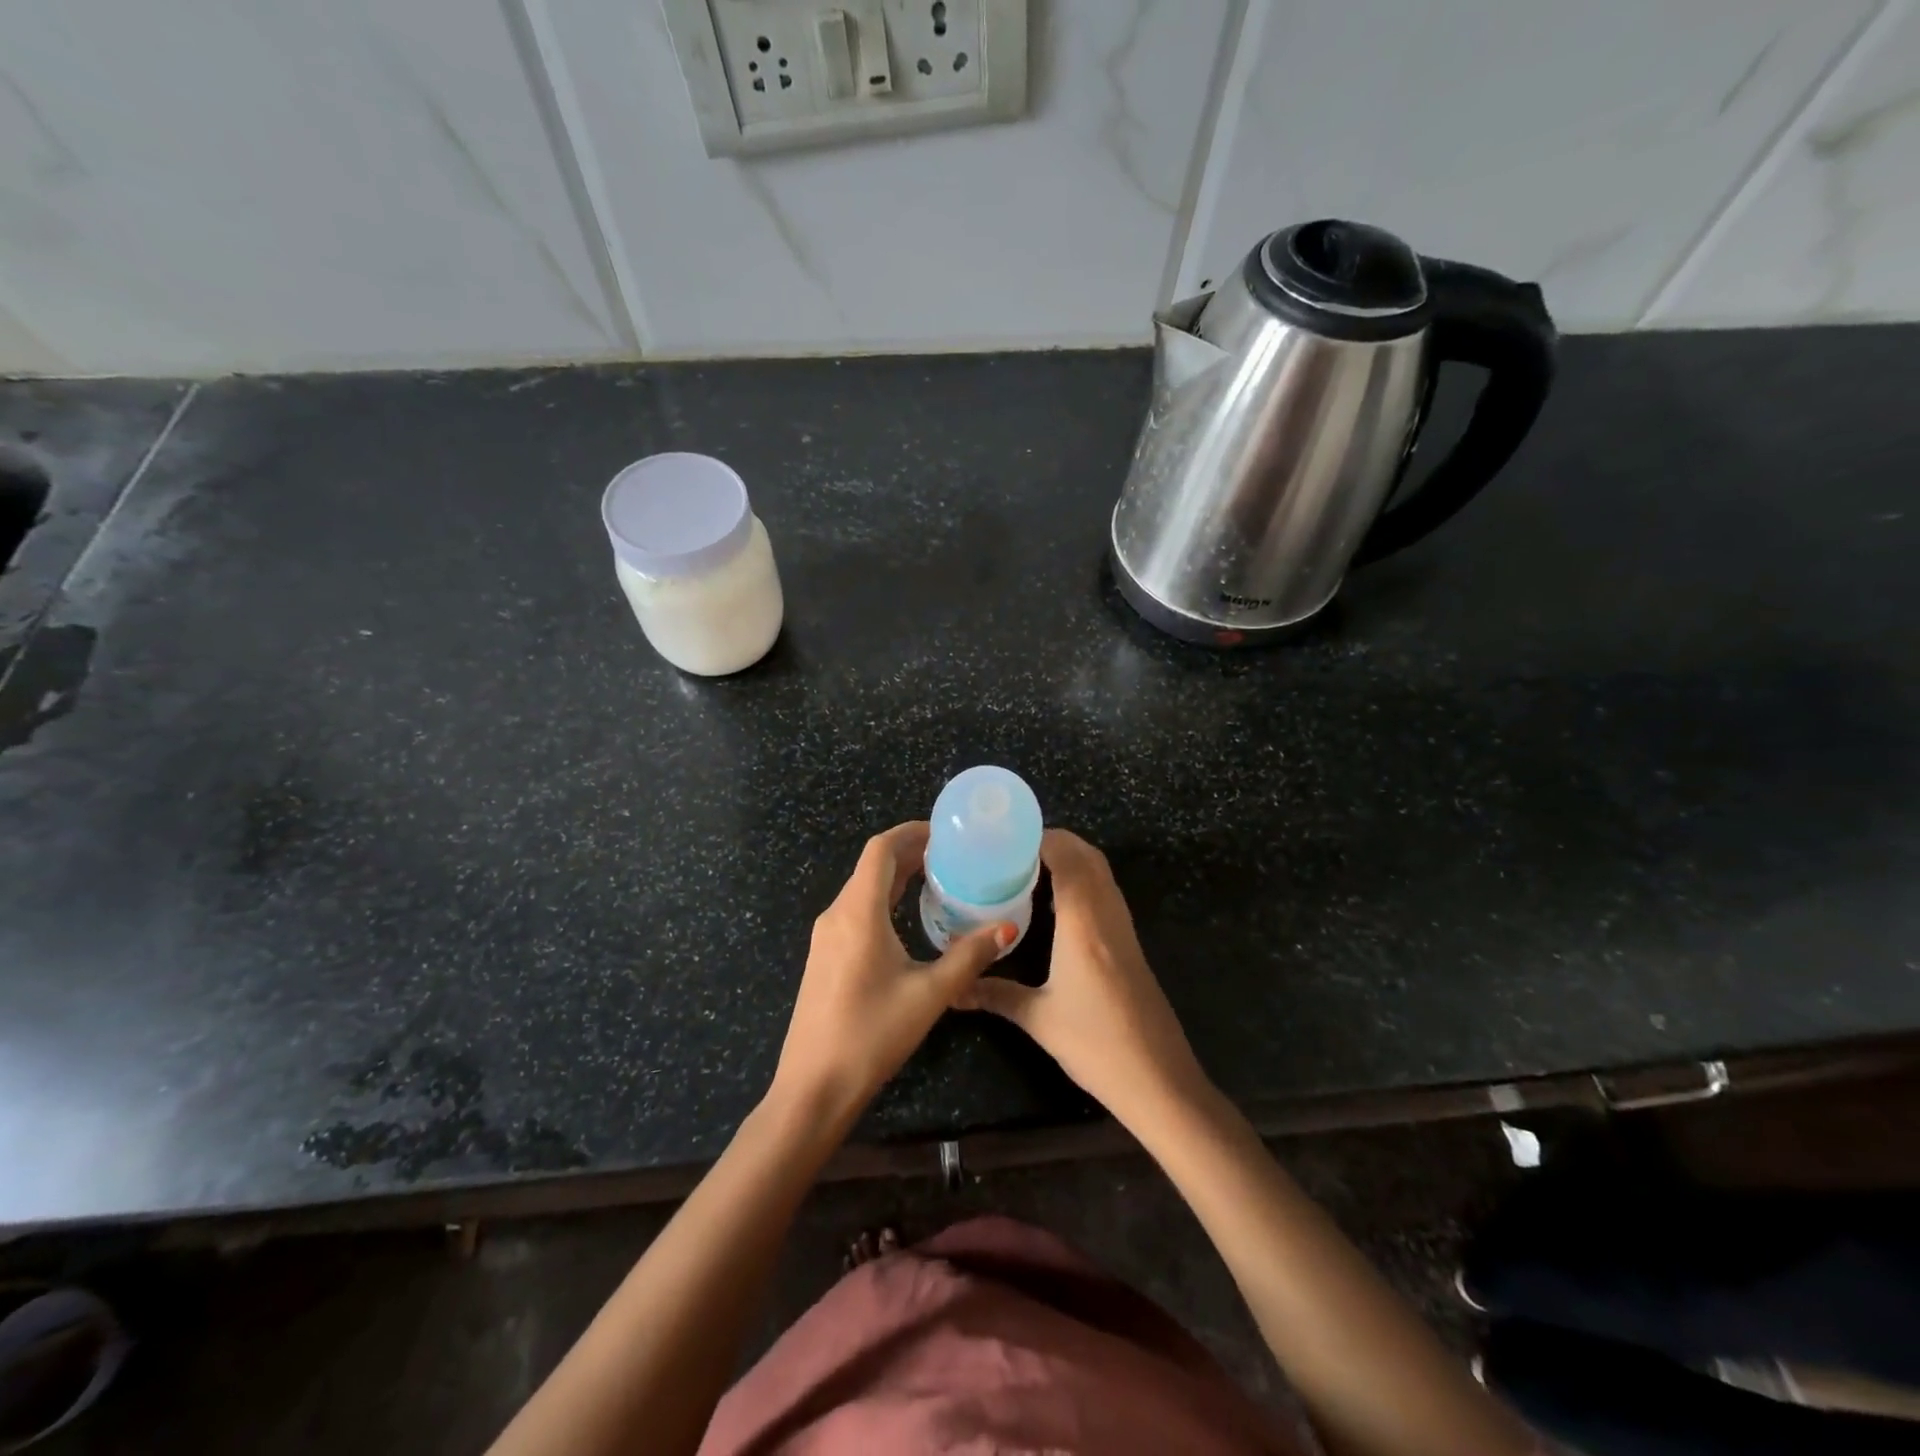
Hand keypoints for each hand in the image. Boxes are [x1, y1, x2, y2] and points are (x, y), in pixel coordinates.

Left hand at [770, 822, 1012, 1126]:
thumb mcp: (929, 994)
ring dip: (896, 876)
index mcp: (858, 912)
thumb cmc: (871, 1034)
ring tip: (936, 878)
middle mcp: (836, 914)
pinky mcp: (824, 956)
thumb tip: (1007, 927)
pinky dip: (883, 899)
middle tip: (951, 854)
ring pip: (862, 888)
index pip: (880, 849)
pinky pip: (856, 910)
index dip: (911, 832)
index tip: (944, 832)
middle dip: (909, 852)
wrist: (813, 1087)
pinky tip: (907, 918)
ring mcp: (826, 936)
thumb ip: (969, 956)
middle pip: (872, 866)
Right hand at [959, 829, 1208, 1131]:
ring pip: (1101, 873)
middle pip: (1088, 857)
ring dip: (1071, 859)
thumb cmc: (1097, 1045)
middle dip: (1055, 842)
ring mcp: (1124, 929)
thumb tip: (952, 989)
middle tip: (1013, 849)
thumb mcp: (1039, 1020)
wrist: (1159, 1080)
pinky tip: (1057, 904)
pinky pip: (1106, 894)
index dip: (1040, 838)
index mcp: (1084, 924)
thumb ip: (994, 994)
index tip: (1005, 837)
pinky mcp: (1131, 944)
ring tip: (1028, 867)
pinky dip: (1083, 881)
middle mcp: (1108, 916)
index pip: (1067, 858)